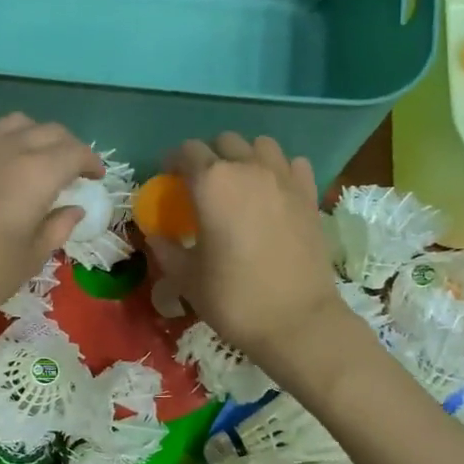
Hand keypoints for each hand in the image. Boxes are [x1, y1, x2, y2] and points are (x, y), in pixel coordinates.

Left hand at [0, 115, 102, 341]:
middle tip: (73, 169)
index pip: (73, 151)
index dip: (91, 161)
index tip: (97, 176)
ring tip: (37, 162)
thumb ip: (57, 226)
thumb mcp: (31, 258)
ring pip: (12, 124)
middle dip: (66, 146)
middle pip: (46, 130)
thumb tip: (74, 209)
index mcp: (33, 173)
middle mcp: (3, 148)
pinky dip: (1, 144)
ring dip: (33, 137)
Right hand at [148, 134, 346, 371]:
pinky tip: (274, 193)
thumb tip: (154, 233)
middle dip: (209, 157)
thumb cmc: (232, 299)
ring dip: (246, 157)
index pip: (186, 152)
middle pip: (224, 142)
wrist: (296, 321)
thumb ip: (166, 248)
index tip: (169, 180)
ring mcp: (284, 178)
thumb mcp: (186, 278)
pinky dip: (280, 171)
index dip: (173, 163)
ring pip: (261, 145)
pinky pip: (293, 164)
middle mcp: (248, 169)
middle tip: (203, 187)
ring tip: (240, 184)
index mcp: (211, 184)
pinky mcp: (309, 195)